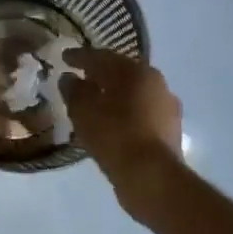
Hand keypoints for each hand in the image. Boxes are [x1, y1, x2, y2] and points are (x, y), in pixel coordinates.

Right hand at [64, 48, 184, 220]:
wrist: (152, 177)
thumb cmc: (115, 136)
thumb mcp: (84, 111)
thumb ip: (74, 90)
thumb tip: (69, 78)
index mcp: (136, 71)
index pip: (102, 57)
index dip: (79, 56)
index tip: (63, 57)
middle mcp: (156, 83)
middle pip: (121, 73)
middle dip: (99, 74)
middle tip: (79, 76)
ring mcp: (166, 107)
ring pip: (133, 94)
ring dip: (113, 95)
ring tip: (93, 103)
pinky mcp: (169, 130)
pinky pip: (140, 114)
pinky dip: (123, 114)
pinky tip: (110, 124)